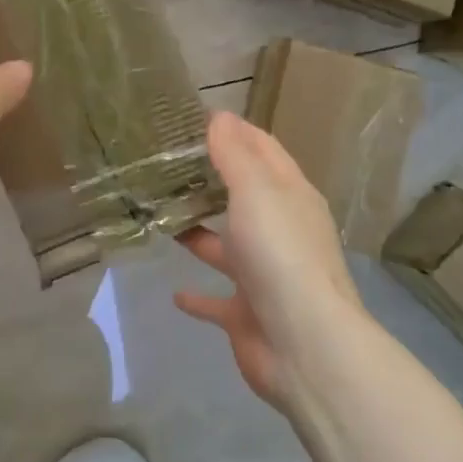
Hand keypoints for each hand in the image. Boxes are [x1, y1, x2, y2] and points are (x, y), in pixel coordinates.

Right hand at [175, 112, 367, 412]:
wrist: (303, 345)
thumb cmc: (280, 255)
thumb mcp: (256, 191)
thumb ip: (235, 154)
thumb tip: (220, 115)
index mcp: (291, 197)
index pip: (264, 151)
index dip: (236, 132)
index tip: (196, 120)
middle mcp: (281, 232)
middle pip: (244, 197)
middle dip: (211, 180)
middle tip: (165, 165)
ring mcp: (265, 275)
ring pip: (227, 246)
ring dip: (199, 233)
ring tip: (159, 216)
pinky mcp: (247, 314)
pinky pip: (217, 300)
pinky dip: (198, 296)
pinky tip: (174, 292)